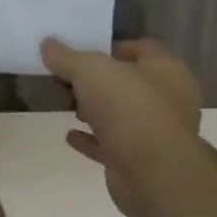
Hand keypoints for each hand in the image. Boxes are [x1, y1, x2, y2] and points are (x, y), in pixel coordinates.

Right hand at [40, 37, 204, 216]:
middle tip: (70, 78)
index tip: (84, 51)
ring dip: (97, 111)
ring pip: (122, 115)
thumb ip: (67, 56)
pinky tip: (70, 135)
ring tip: (68, 105)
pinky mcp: (141, 161)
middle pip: (131, 83)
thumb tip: (47, 44)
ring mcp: (156, 133)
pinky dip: (92, 139)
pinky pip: (112, 145)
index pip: (144, 49)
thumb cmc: (129, 107)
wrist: (152, 172)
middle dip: (101, 82)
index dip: (114, 47)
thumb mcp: (90, 70)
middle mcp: (169, 100)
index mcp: (167, 70)